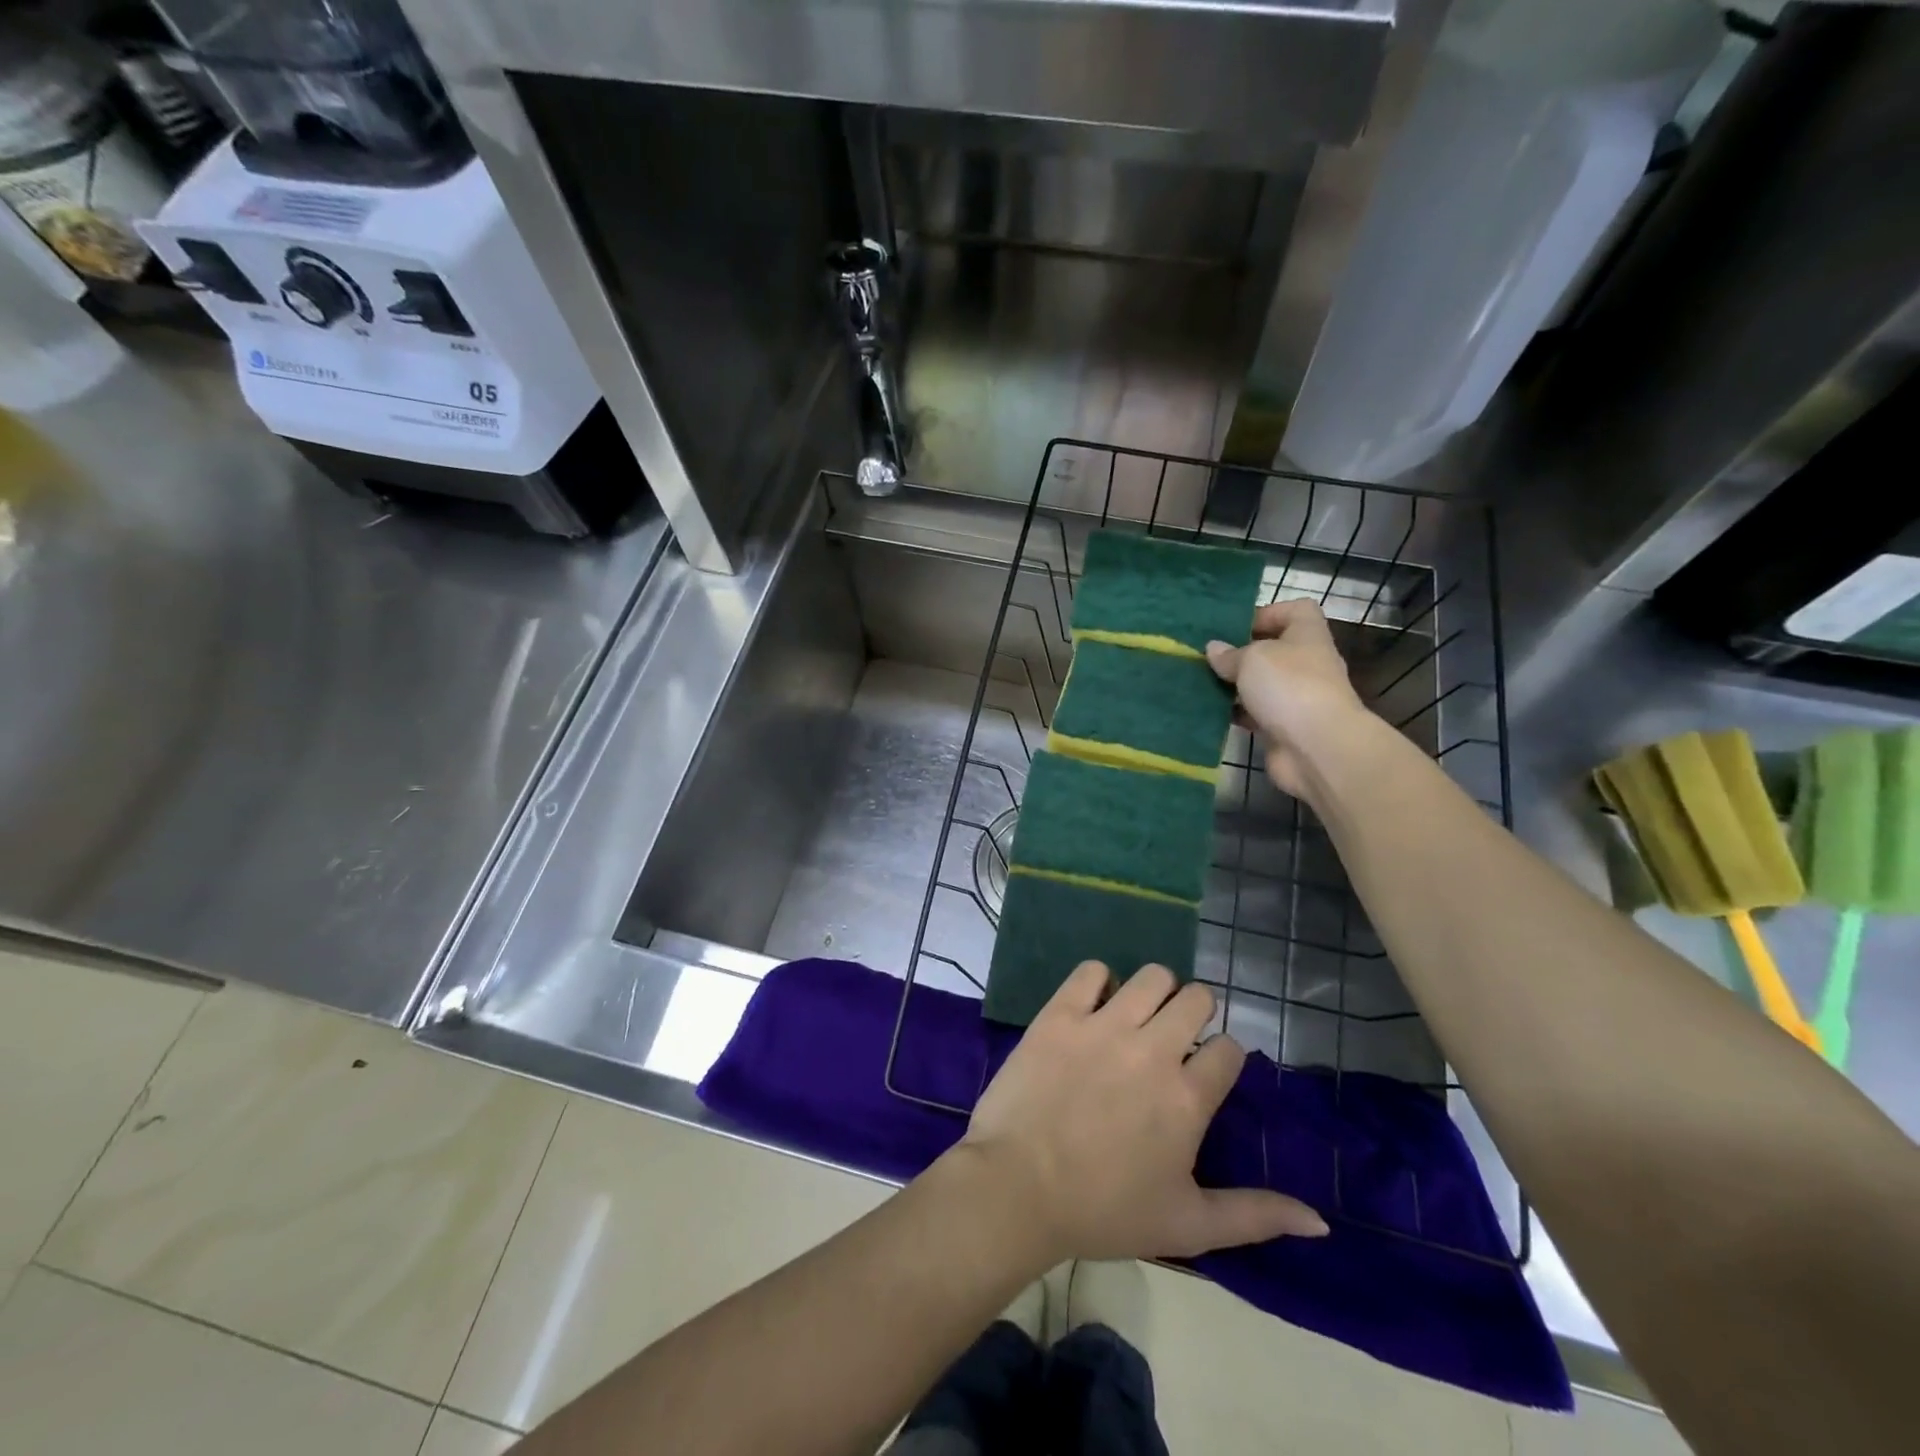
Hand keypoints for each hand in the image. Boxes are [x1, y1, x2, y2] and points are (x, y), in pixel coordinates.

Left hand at [959, 962, 1327, 1262]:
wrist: (1018, 1188)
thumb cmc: (1104, 1211)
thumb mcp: (1188, 1226)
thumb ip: (1255, 1216)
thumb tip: (1320, 1220)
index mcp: (1189, 1098)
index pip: (1230, 1049)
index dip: (1222, 1058)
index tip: (1204, 1073)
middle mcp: (1154, 1050)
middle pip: (1197, 998)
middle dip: (1194, 1013)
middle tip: (1172, 1039)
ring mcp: (1105, 1025)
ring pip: (1153, 976)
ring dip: (1155, 991)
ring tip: (1138, 1017)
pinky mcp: (1061, 1013)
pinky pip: (1091, 971)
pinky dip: (1099, 981)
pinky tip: (1094, 1006)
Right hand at [1206, 598, 1370, 798]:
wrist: (1316, 748)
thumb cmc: (1289, 686)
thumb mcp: (1252, 658)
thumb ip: (1230, 654)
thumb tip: (1214, 649)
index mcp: (1307, 636)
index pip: (1297, 611)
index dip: (1269, 612)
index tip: (1236, 626)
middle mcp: (1305, 664)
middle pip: (1273, 649)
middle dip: (1241, 652)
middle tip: (1208, 656)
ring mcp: (1296, 698)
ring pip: (1260, 684)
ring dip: (1234, 684)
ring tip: (1200, 682)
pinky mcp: (1282, 728)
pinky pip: (1254, 713)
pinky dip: (1234, 713)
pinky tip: (1209, 711)